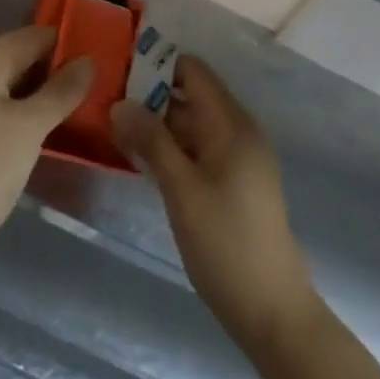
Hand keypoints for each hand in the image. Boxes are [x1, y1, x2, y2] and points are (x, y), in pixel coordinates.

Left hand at [0, 27, 92, 279]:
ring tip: (77, 108)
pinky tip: (43, 131)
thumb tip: (89, 61)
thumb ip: (62, 91)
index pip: (33, 37)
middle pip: (20, 58)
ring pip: (8, 86)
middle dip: (54, 72)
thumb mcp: (30, 128)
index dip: (67, 46)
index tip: (98, 63)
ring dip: (39, 95)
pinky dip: (19, 114)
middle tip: (94, 88)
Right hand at [111, 56, 316, 346]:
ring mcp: (237, 158)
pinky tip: (141, 160)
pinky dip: (171, 149)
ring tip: (115, 129)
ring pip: (192, 125)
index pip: (193, 71)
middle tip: (107, 105)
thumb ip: (151, 141)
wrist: (272, 312)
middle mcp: (237, 131)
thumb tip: (120, 103)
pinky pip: (198, 149)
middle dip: (151, 97)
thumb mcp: (182, 190)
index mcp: (231, 123)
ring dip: (158, 125)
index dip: (157, 66)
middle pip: (190, 96)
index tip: (120, 73)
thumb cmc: (226, 244)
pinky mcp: (233, 182)